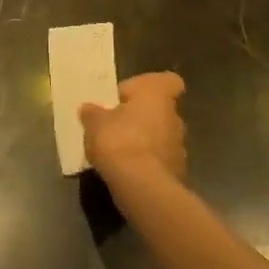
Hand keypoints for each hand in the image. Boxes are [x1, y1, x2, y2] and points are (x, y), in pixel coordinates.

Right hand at [81, 72, 187, 192]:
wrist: (142, 187)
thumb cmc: (118, 141)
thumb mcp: (94, 123)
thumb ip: (92, 113)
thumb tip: (89, 109)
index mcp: (156, 95)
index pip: (168, 81)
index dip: (151, 86)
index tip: (130, 96)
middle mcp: (174, 117)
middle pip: (159, 110)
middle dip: (140, 117)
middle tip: (114, 125)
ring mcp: (179, 147)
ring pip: (160, 136)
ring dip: (143, 141)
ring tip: (116, 152)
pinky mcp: (177, 173)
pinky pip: (158, 160)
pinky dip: (145, 163)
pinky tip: (125, 171)